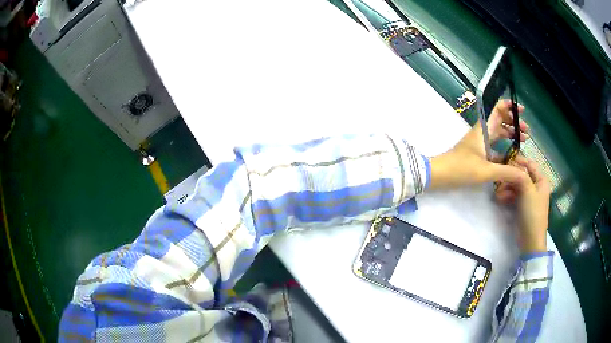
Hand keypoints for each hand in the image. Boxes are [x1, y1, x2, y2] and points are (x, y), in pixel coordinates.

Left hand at [429, 100, 528, 188]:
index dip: (510, 106)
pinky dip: (504, 147)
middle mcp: (483, 131)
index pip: (497, 109)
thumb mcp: (486, 171)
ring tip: (523, 141)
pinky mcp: (478, 151)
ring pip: (498, 132)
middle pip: (501, 120)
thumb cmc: (461, 168)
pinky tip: (511, 155)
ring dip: (510, 134)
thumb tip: (524, 174)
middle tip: (527, 134)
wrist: (439, 174)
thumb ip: (506, 172)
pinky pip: (494, 145)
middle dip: (514, 123)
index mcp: (484, 129)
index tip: (522, 111)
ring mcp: (480, 141)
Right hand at [496, 157, 550, 252]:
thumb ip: (520, 176)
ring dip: (507, 187)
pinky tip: (500, 199)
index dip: (519, 161)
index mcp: (541, 180)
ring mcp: (529, 197)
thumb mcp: (527, 191)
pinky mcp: (523, 206)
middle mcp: (536, 186)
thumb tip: (510, 167)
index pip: (530, 164)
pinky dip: (507, 196)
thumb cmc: (532, 213)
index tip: (505, 160)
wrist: (530, 239)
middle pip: (521, 175)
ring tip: (497, 193)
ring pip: (516, 185)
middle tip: (498, 178)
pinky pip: (514, 195)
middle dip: (510, 177)